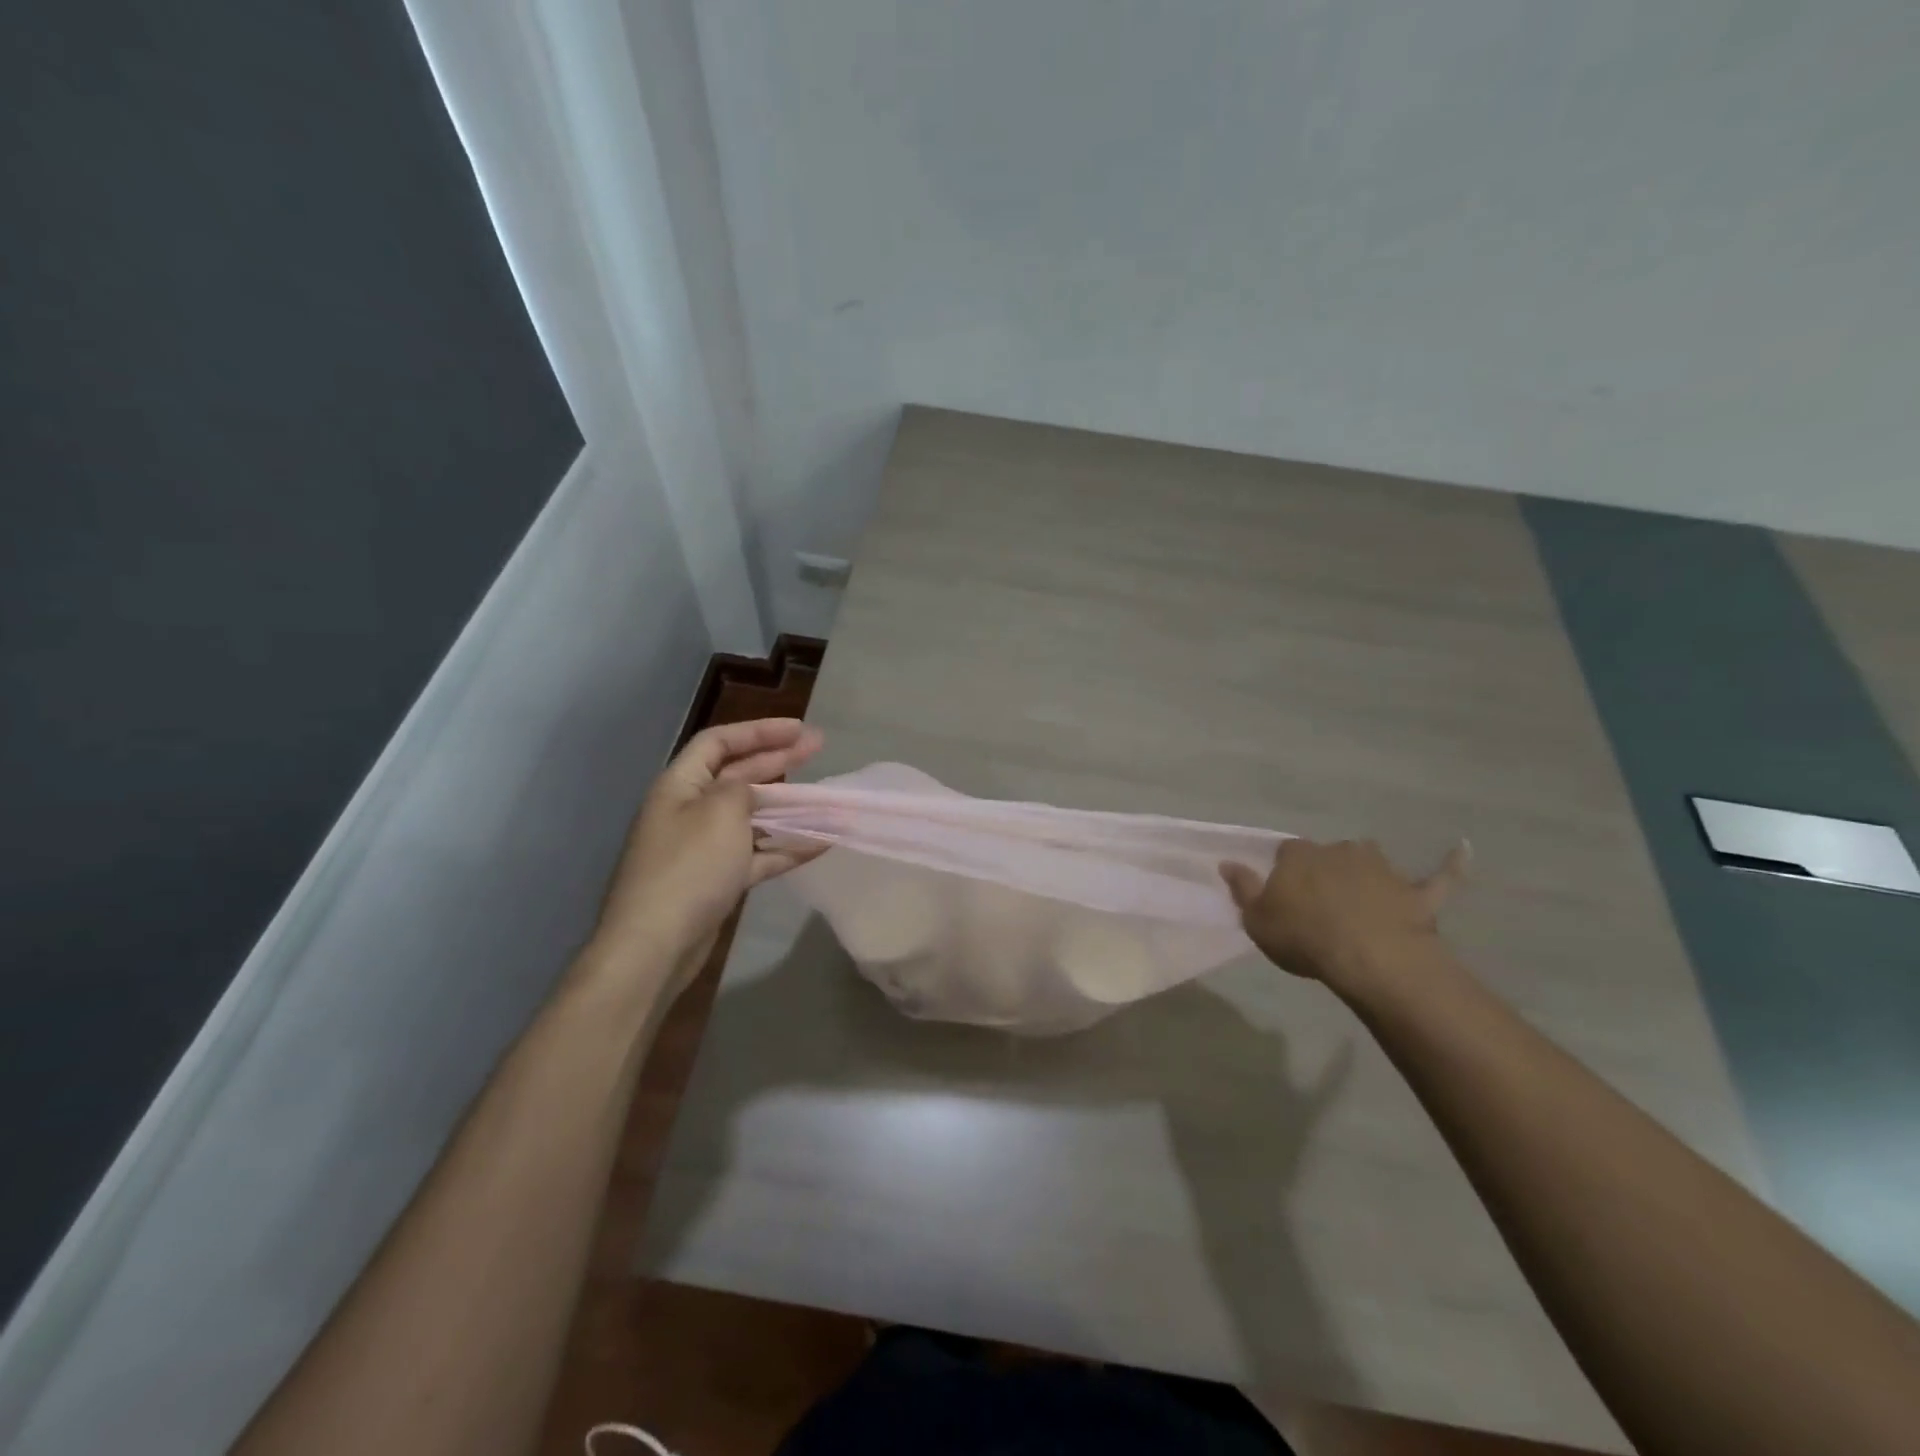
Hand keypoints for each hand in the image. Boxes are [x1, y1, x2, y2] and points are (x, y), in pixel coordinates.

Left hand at [589, 719, 824, 983]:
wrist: (655, 945)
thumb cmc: (689, 867)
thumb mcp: (720, 812)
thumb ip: (742, 789)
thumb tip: (751, 792)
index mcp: (680, 785)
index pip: (719, 742)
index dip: (759, 731)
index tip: (799, 729)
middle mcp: (689, 810)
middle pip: (738, 775)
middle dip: (778, 760)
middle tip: (817, 749)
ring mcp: (702, 848)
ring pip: (751, 817)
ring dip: (787, 807)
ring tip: (824, 798)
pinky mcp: (716, 880)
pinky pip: (756, 854)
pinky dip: (785, 847)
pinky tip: (820, 843)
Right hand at [1220, 837, 1468, 992]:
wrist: (1371, 958)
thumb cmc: (1305, 937)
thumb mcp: (1257, 919)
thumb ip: (1242, 888)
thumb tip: (1227, 862)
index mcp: (1299, 856)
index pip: (1287, 853)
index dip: (1285, 873)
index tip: (1284, 894)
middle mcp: (1340, 851)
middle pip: (1328, 854)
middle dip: (1325, 871)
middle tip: (1320, 903)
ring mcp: (1382, 869)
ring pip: (1370, 861)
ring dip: (1366, 871)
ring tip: (1362, 895)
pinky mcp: (1417, 893)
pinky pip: (1438, 876)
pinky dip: (1451, 864)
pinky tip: (1463, 848)